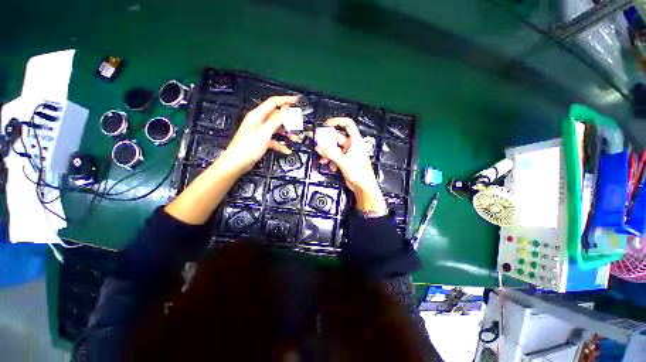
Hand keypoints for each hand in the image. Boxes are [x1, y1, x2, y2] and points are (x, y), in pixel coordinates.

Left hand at [220, 95, 298, 173]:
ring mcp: (260, 131)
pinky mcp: (261, 140)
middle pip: (276, 115)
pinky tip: (286, 149)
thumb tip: (286, 110)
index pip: (273, 102)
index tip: (297, 100)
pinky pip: (274, 139)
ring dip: (286, 133)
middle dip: (288, 119)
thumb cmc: (248, 147)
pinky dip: (281, 143)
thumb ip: (275, 120)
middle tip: (298, 123)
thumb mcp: (264, 133)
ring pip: (277, 128)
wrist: (237, 163)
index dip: (285, 100)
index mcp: (257, 115)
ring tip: (295, 138)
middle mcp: (259, 121)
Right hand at [314, 117, 386, 213]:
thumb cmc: (360, 173)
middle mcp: (352, 146)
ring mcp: (348, 154)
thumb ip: (330, 153)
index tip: (326, 124)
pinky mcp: (345, 161)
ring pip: (334, 148)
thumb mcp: (343, 161)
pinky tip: (330, 165)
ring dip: (328, 153)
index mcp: (355, 141)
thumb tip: (320, 146)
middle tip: (318, 144)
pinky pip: (335, 157)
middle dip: (327, 142)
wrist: (363, 187)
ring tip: (324, 158)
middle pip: (337, 138)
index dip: (337, 121)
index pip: (348, 124)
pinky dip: (331, 160)